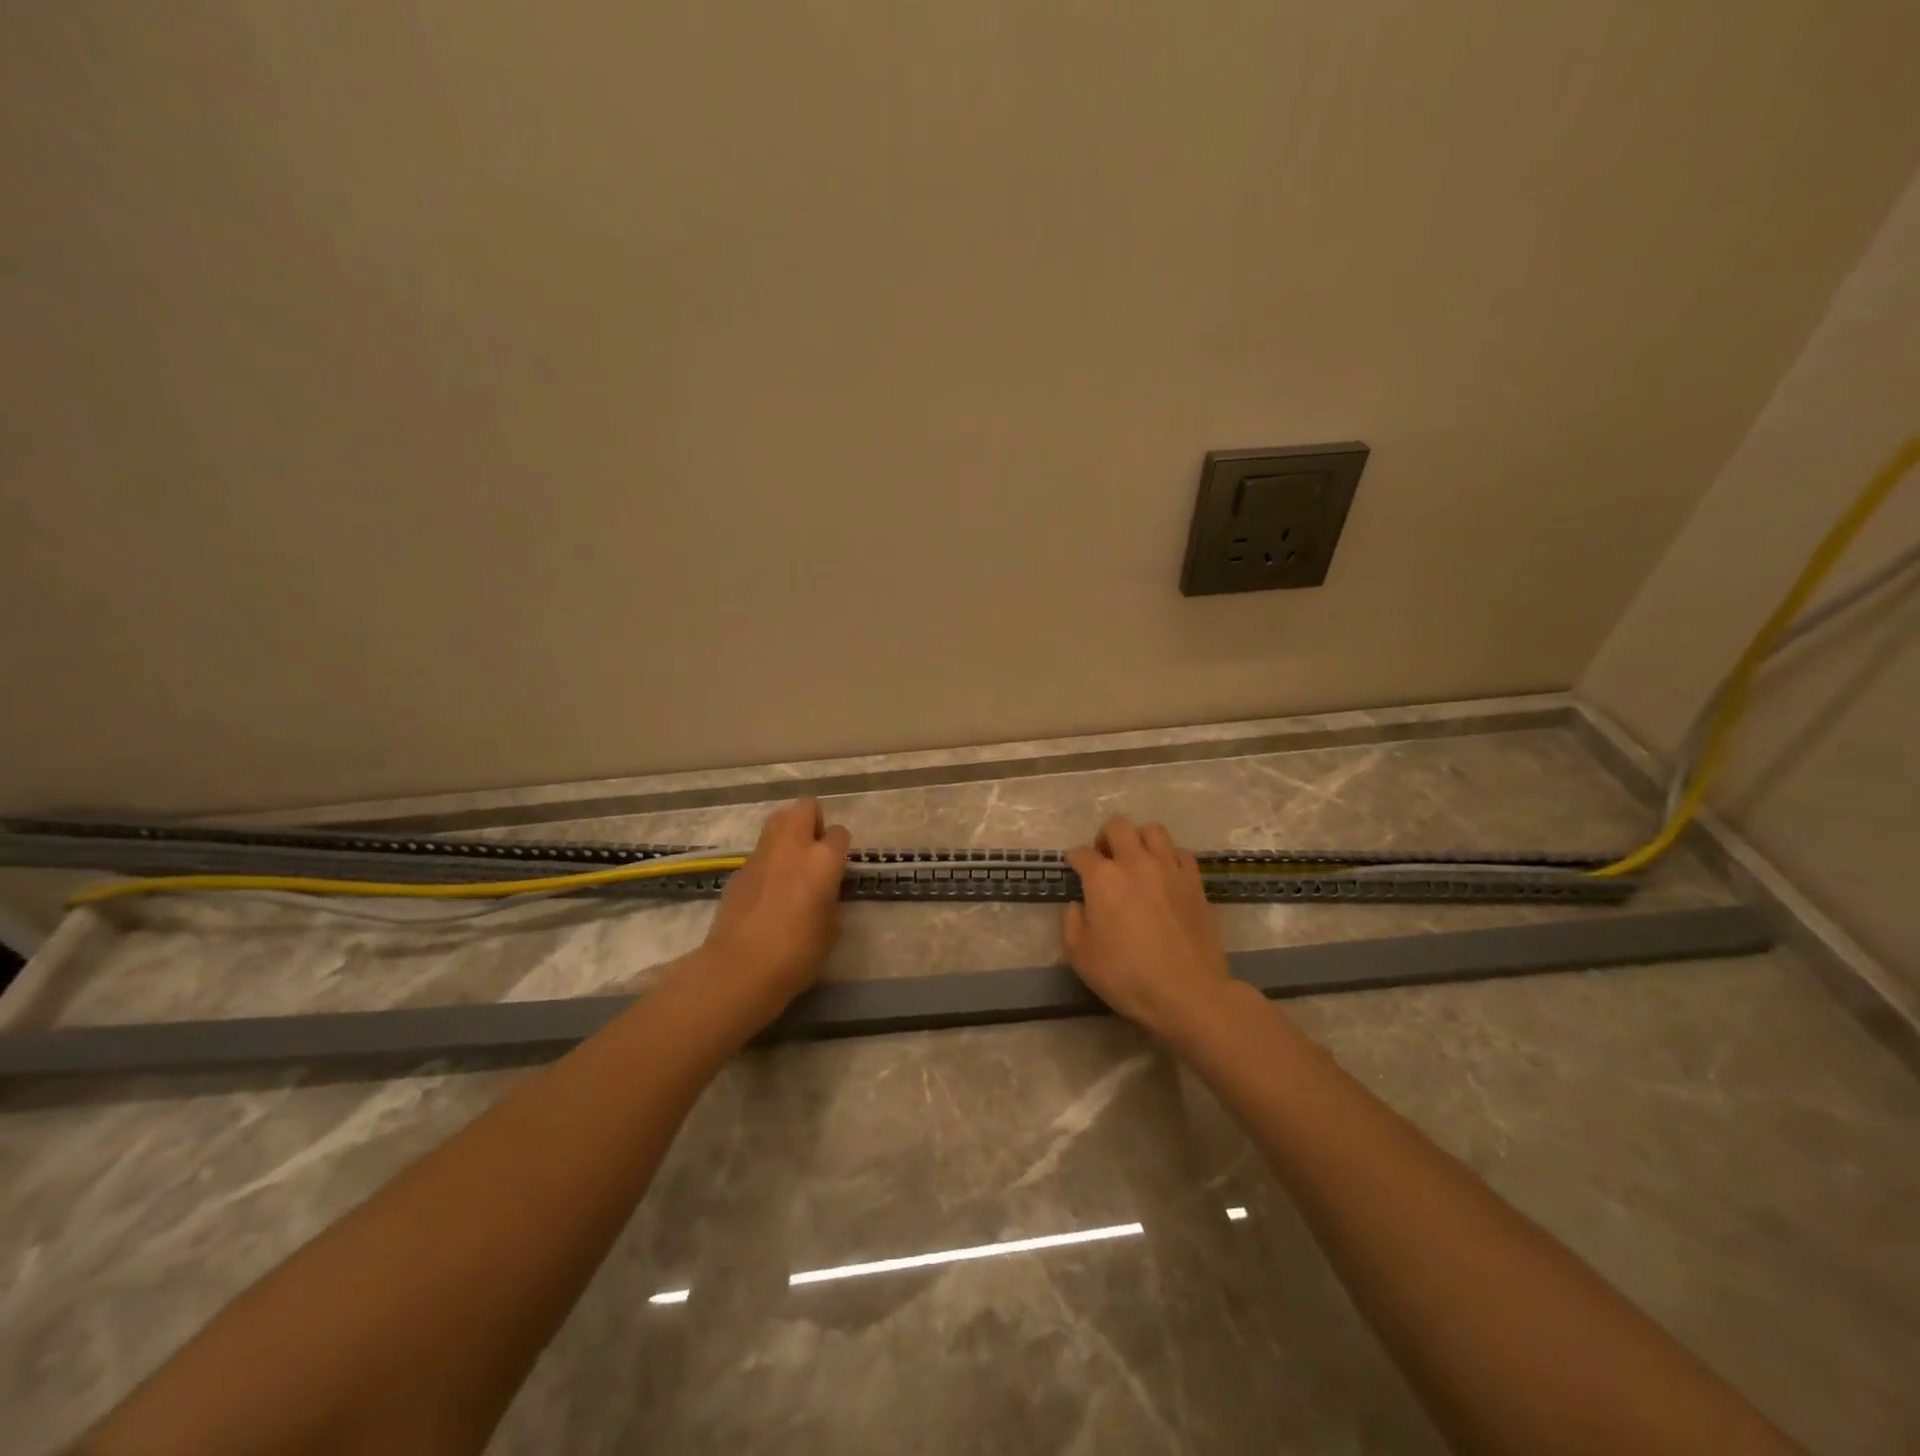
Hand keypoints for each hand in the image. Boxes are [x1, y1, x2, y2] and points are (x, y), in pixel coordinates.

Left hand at [694, 798, 850, 1026]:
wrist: (740, 968)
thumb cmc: (797, 953)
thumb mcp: (831, 928)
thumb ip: (830, 899)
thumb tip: (822, 893)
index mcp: (823, 860)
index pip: (839, 832)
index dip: (840, 847)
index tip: (837, 867)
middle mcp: (792, 847)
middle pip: (805, 808)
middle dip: (813, 821)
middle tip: (814, 850)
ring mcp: (761, 855)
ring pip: (777, 821)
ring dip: (788, 833)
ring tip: (791, 865)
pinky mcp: (738, 870)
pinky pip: (759, 852)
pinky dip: (768, 860)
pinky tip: (767, 891)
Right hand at [1064, 816, 1236, 1042]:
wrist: (1188, 993)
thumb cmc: (1127, 977)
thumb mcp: (1080, 957)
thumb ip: (1071, 923)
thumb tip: (1078, 906)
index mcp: (1103, 878)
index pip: (1082, 853)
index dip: (1074, 859)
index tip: (1074, 870)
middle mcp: (1136, 863)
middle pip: (1118, 826)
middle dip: (1105, 837)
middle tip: (1104, 858)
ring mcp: (1170, 869)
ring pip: (1153, 830)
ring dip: (1138, 838)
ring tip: (1135, 859)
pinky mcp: (1195, 882)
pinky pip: (1180, 853)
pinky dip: (1168, 856)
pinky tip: (1165, 874)